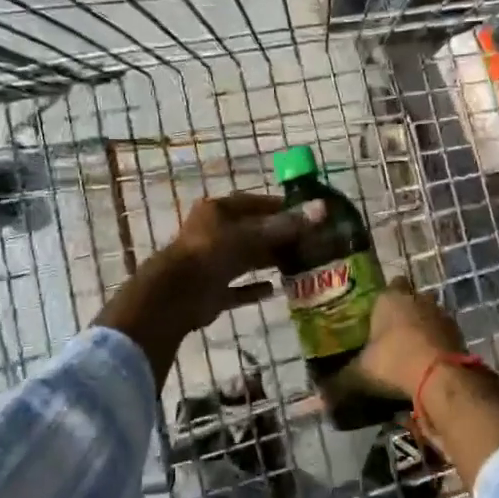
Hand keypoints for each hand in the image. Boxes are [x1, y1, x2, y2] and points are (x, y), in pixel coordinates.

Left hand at [96, 192, 319, 380]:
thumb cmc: (212, 252)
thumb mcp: (252, 235)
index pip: (254, 203)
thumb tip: (322, 209)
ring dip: (269, 261)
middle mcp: (214, 233)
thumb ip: (286, 226)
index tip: (306, 214)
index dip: (280, 207)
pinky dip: (255, 288)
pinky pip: (238, 288)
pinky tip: (276, 290)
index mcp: (218, 211)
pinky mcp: (212, 290)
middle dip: (278, 237)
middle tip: (309, 243)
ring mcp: (212, 263)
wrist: (176, 295)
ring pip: (246, 259)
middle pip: (252, 232)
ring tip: (300, 264)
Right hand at [359, 278, 498, 483]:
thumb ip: (341, 382)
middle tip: (391, 335)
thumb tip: (320, 397)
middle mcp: (418, 299)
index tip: (376, 317)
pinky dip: (438, 347)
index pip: (387, 287)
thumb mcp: (360, 374)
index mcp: (389, 298)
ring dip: (423, 330)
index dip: (383, 300)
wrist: (442, 379)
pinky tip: (428, 366)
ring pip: (430, 316)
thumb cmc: (394, 363)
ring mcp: (442, 315)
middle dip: (404, 313)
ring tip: (410, 354)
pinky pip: (444, 337)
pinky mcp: (460, 335)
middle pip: (411, 299)